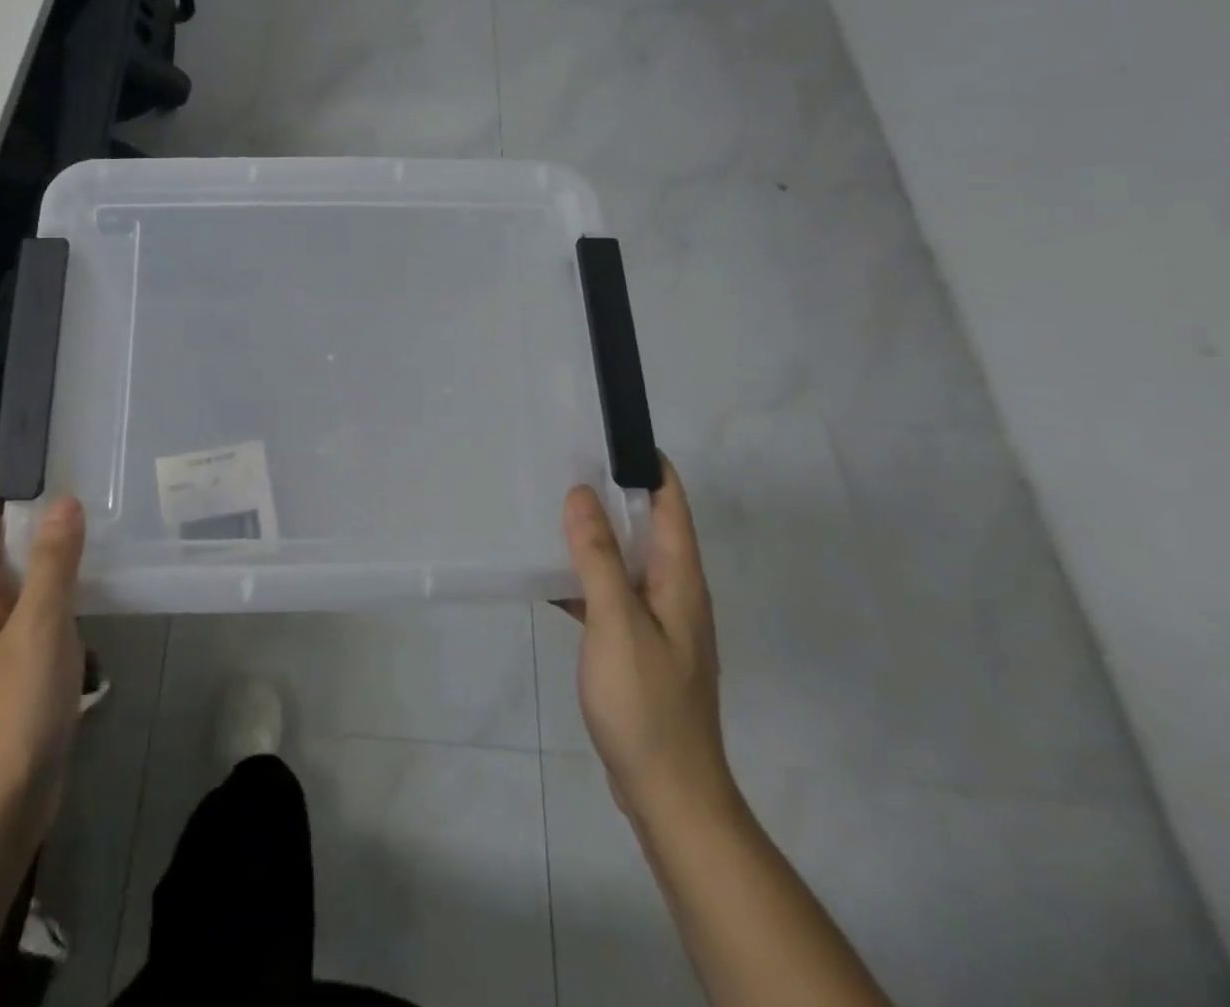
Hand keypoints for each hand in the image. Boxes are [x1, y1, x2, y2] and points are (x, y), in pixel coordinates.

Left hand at [0, 462, 86, 857]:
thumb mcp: (39, 632)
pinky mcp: (11, 667)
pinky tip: (88, 585)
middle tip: (75, 471)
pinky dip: (56, 585)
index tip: (29, 444)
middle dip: (26, 505)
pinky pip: (33, 608)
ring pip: (17, 576)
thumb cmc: (10, 717)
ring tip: (88, 518)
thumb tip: (63, 500)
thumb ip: (52, 564)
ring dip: (45, 546)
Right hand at [560, 460, 737, 831]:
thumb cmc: (646, 703)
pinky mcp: (638, 648)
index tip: (608, 434)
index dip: (648, 464)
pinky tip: (549, 578)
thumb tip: (582, 494)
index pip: (671, 503)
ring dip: (595, 536)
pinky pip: (610, 596)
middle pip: (648, 527)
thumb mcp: (617, 622)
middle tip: (564, 464)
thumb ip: (599, 558)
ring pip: (626, 561)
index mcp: (680, 579)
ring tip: (550, 510)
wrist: (669, 795)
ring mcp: (657, 623)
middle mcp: (674, 592)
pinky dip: (584, 579)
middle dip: (612, 493)